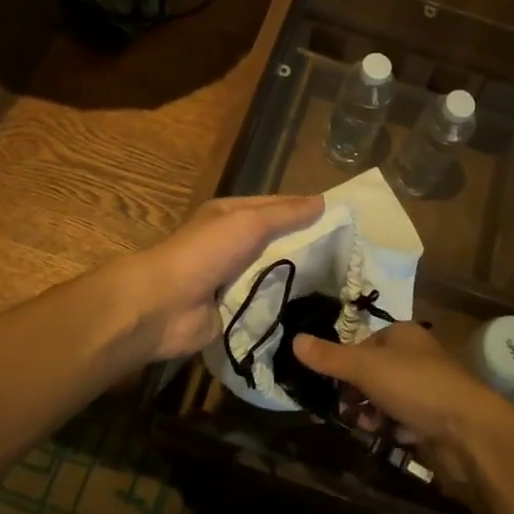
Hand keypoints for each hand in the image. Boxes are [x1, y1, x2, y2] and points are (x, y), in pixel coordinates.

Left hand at [108, 195, 323, 362]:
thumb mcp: (249, 222)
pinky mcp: (232, 310)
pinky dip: (284, 306)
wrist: (165, 305)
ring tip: (340, 284)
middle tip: (349, 257)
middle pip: (277, 241)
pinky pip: (265, 305)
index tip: (342, 220)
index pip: (276, 207)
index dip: (306, 210)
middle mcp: (231, 243)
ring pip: (273, 274)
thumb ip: (286, 214)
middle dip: (307, 247)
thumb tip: (323, 202)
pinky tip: (315, 310)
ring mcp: (231, 279)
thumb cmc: (206, 252)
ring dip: (297, 278)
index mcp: (231, 215)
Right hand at [292, 322, 513, 452]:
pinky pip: (405, 420)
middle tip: (349, 412)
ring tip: (369, 428)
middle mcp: (416, 356)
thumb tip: (294, 340)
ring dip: (374, 415)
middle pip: (374, 373)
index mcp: (403, 334)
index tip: (335, 387)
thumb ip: (330, 357)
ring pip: (387, 399)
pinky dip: (395, 429)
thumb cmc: (415, 385)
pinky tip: (394, 438)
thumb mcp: (366, 367)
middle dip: (359, 394)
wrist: (467, 429)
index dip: (348, 365)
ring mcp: (428, 388)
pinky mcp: (436, 418)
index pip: (364, 344)